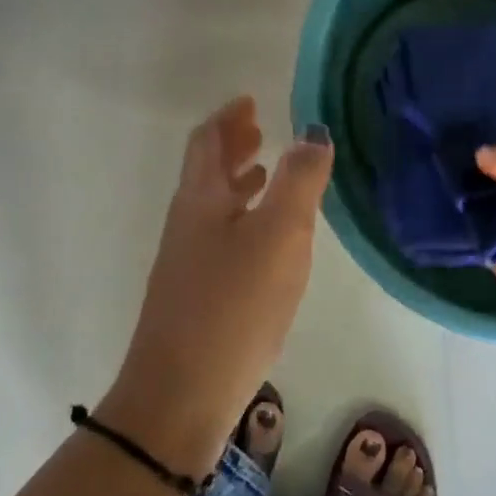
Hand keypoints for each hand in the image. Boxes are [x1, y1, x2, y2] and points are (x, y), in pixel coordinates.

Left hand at [101, 96, 332, 472]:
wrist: (182, 395)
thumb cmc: (233, 305)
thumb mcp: (278, 236)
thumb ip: (299, 181)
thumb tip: (313, 132)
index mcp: (200, 200)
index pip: (207, 142)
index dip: (228, 117)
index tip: (250, 101)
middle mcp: (187, 223)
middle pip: (206, 172)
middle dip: (232, 145)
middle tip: (260, 129)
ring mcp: (187, 262)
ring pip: (213, 206)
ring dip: (238, 182)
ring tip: (267, 174)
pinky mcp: (197, 296)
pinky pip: (220, 238)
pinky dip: (242, 220)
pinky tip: (266, 242)